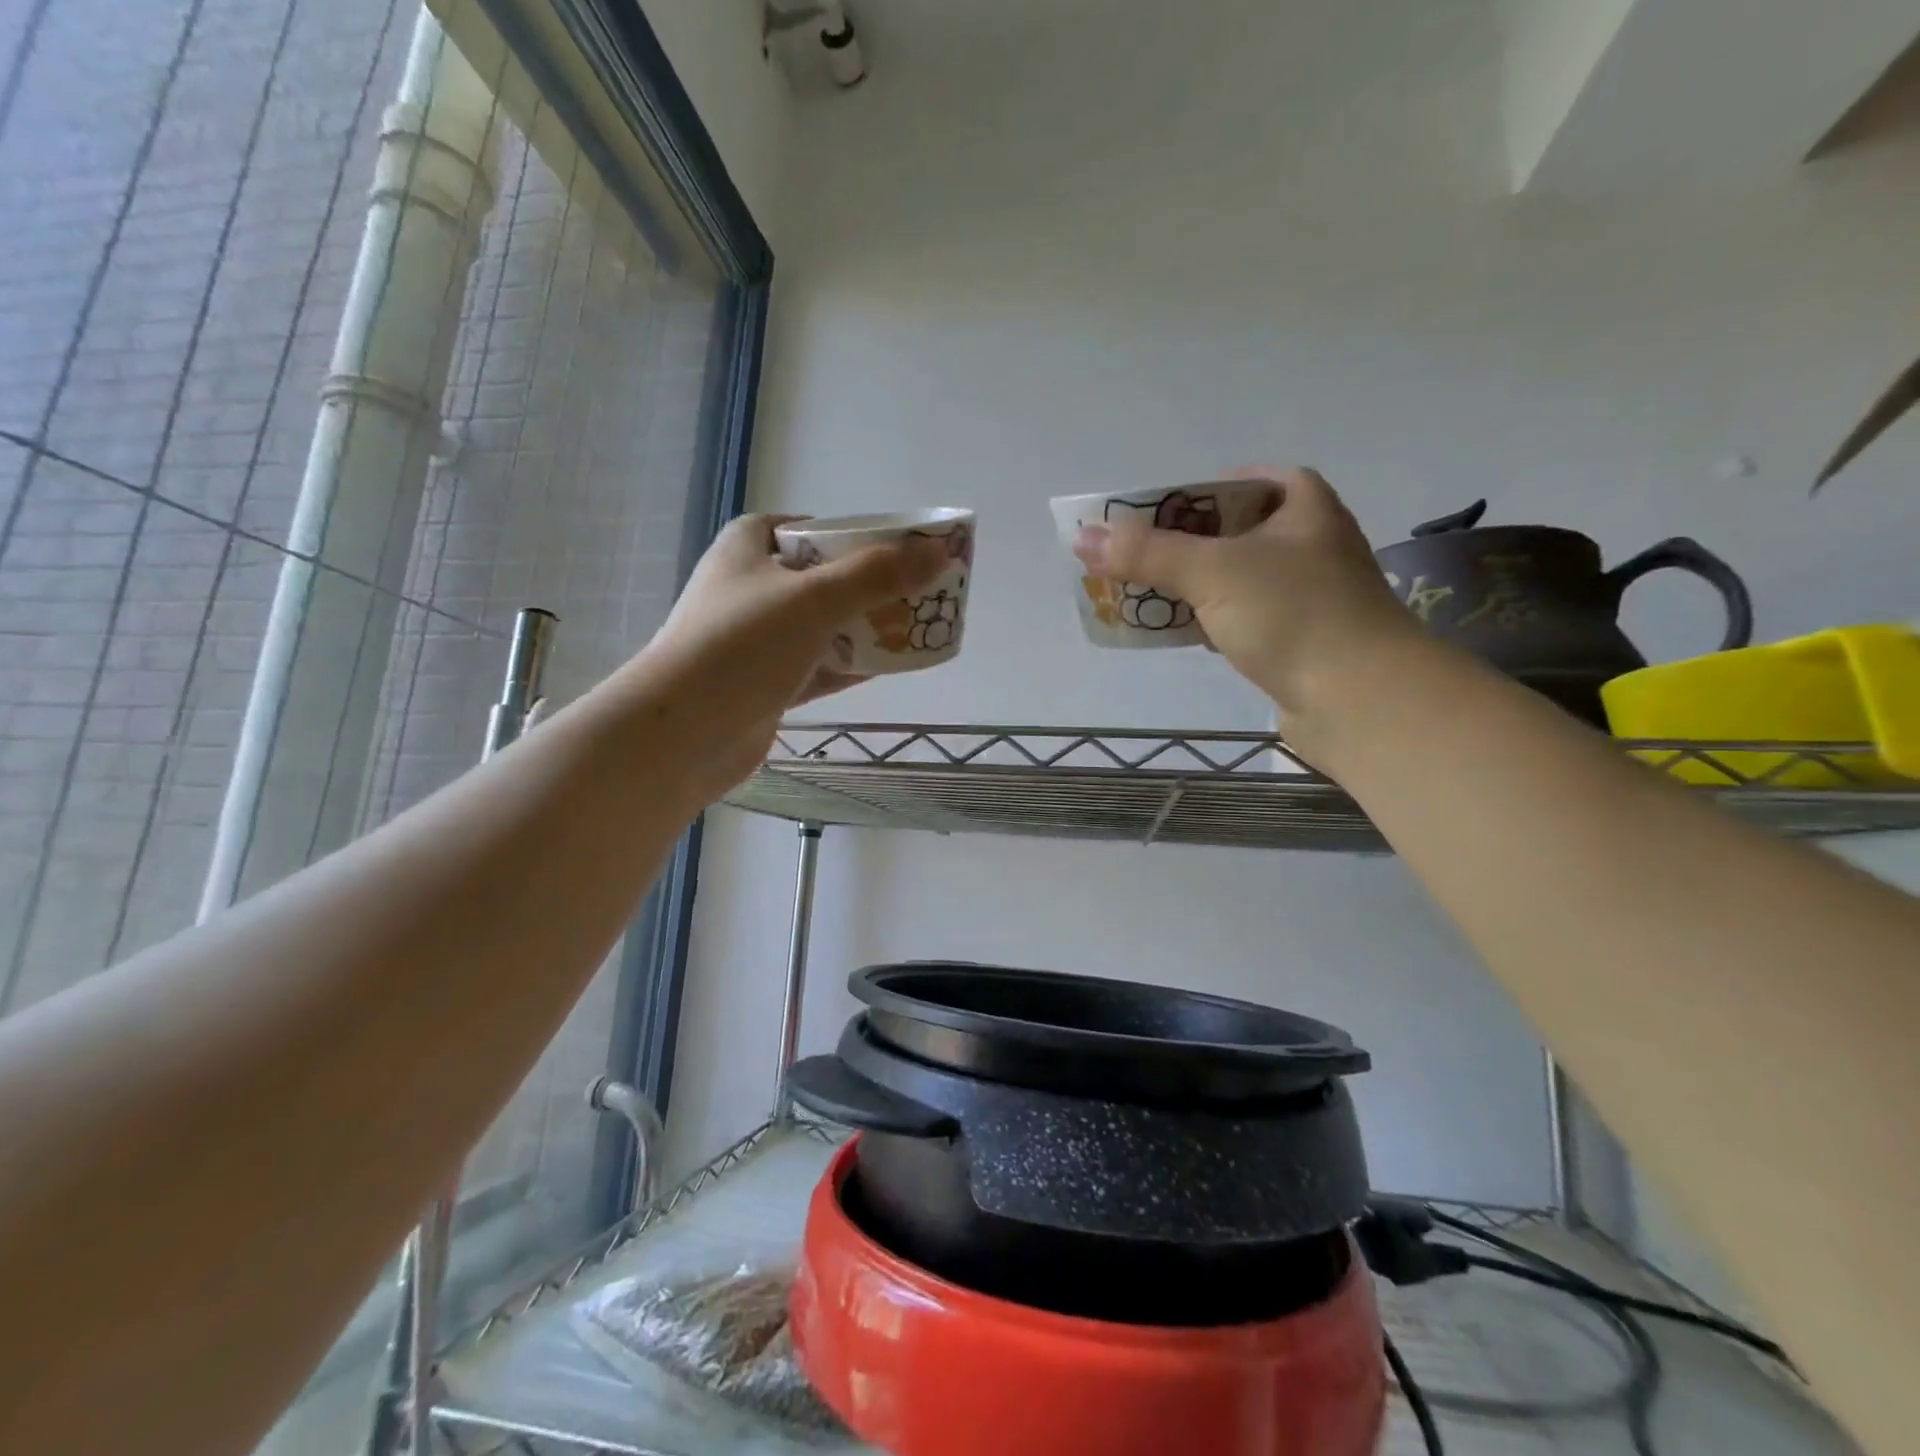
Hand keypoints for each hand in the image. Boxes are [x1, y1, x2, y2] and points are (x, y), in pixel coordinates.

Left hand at [636, 514, 945, 789]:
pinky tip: (888, 669)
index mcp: (749, 547)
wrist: (682, 733)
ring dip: (865, 630)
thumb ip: (878, 574)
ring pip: (823, 626)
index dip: (856, 536)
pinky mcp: (765, 683)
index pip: (811, 528)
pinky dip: (849, 666)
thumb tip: (939, 551)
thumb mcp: (815, 598)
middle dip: (870, 588)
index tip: (899, 551)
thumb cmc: (742, 646)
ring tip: (915, 631)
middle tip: (918, 595)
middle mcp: (750, 587)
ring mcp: (756, 639)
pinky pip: (817, 667)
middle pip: (823, 578)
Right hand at [1072, 467, 1422, 750]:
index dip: (1198, 493)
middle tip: (1140, 558)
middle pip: (1234, 532)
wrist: (1359, 698)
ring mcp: (1308, 594)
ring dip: (1194, 588)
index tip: (1159, 514)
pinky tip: (1183, 635)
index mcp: (1304, 506)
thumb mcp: (1212, 572)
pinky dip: (1213, 622)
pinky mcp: (1299, 640)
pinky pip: (1244, 618)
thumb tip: (1083, 538)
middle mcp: (1311, 542)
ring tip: (1147, 597)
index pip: (1243, 482)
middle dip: (1185, 546)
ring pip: (1236, 579)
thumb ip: (1146, 553)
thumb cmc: (1292, 614)